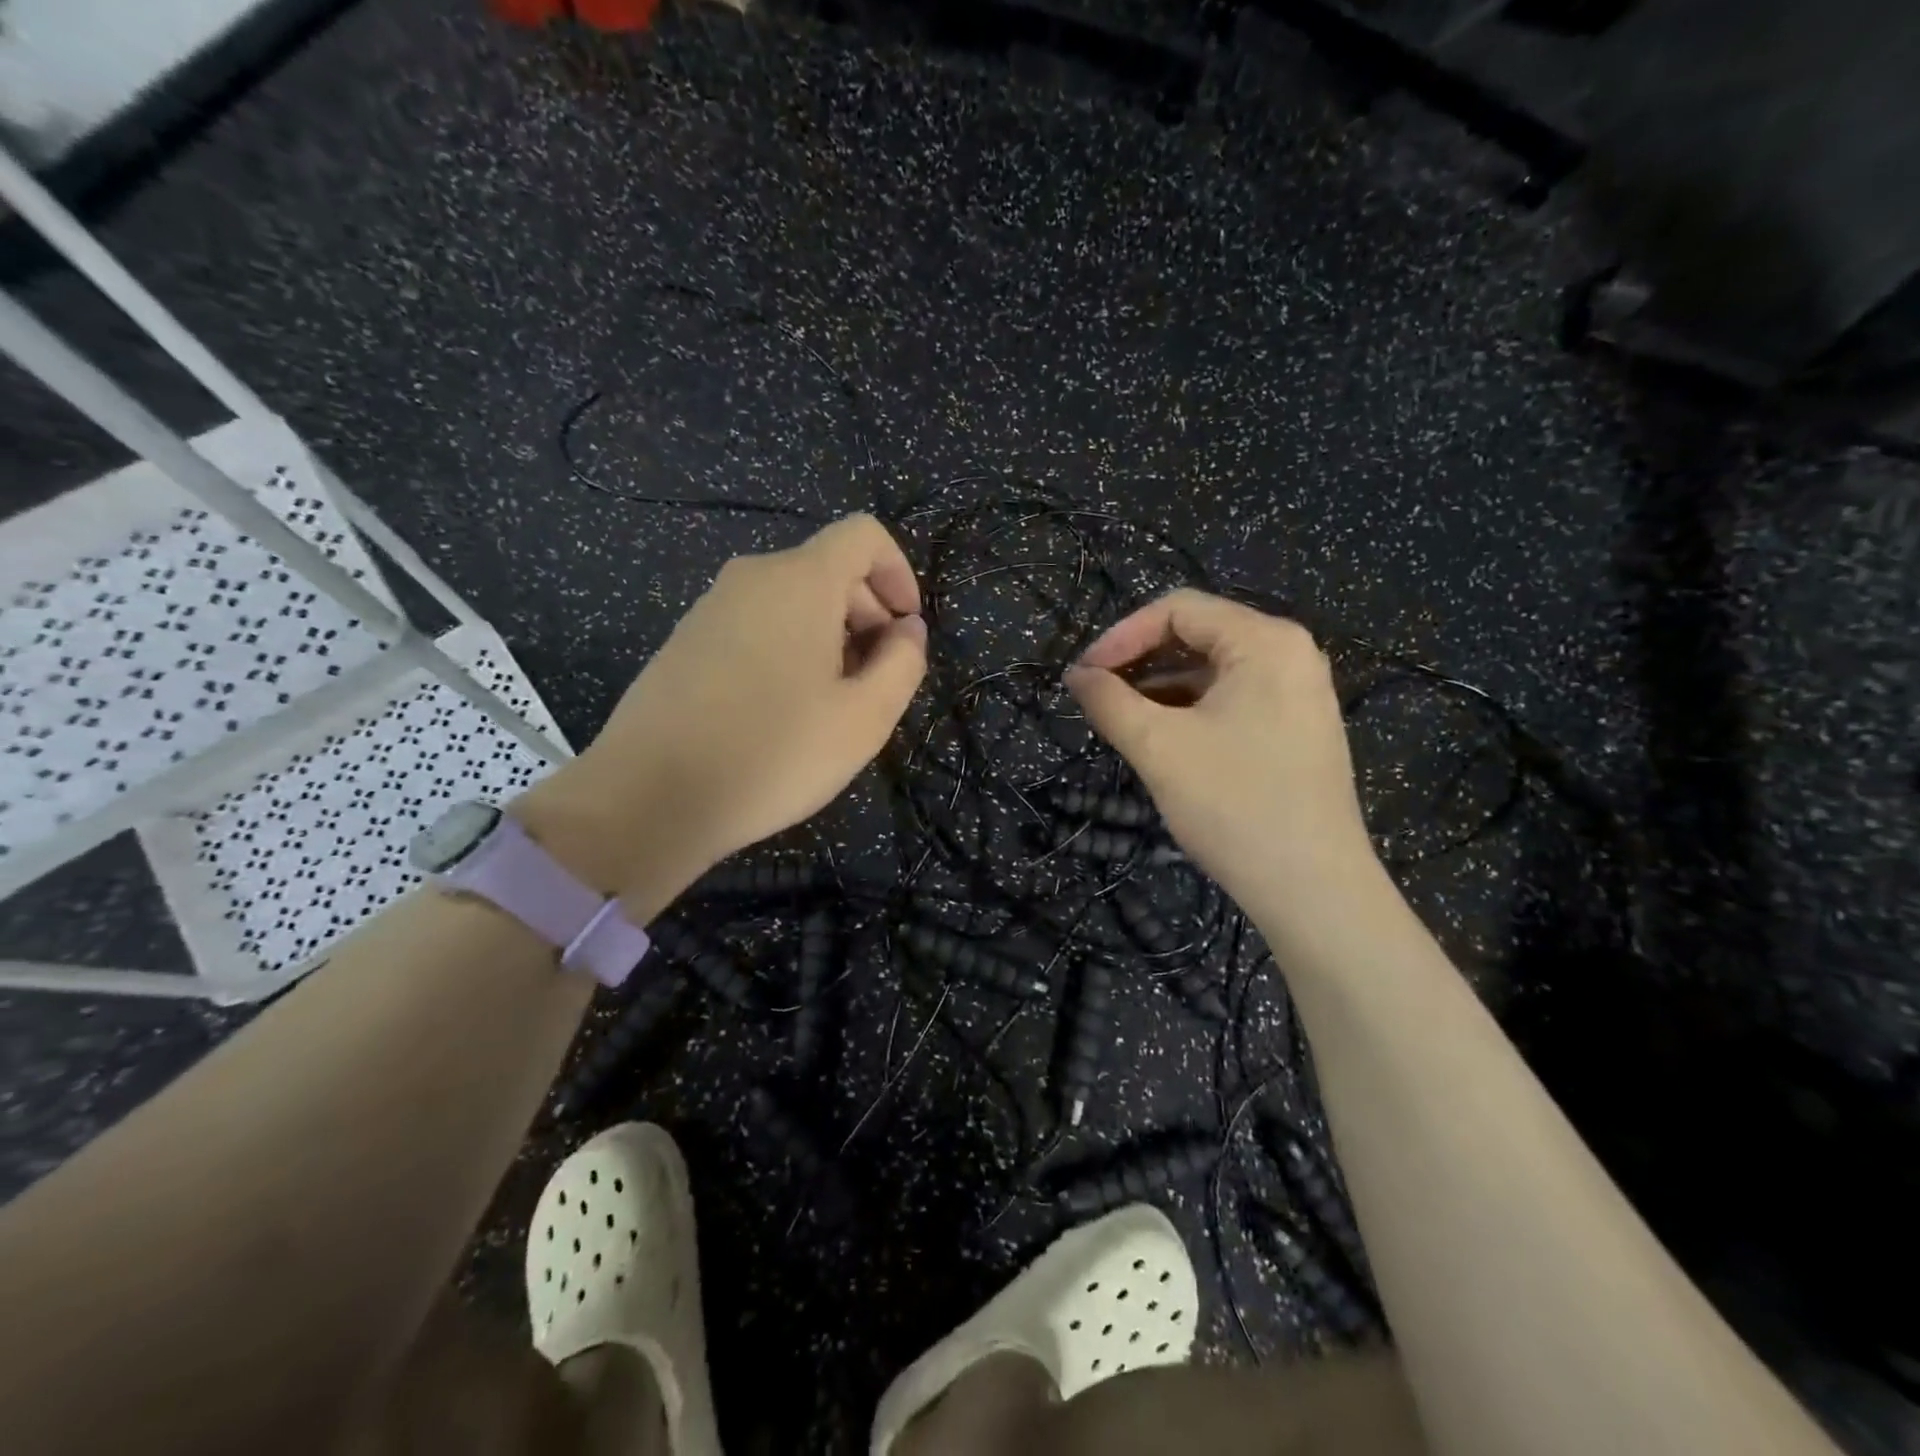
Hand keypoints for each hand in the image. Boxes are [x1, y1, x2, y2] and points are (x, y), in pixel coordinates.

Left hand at [516, 514, 926, 910]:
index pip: (863, 535)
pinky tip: (782, 712)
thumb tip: (906, 630)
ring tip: (831, 705)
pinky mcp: (685, 641)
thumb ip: (904, 663)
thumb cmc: (773, 753)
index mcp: (800, 581)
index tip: (905, 630)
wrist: (648, 798)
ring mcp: (711, 608)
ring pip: (791, 601)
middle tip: (876, 682)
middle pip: (828, 570)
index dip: (899, 573)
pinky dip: (787, 649)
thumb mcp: (864, 718)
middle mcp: (752, 578)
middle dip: (867, 614)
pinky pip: (755, 625)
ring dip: (829, 638)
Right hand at [1063, 589, 1377, 917]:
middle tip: (1097, 696)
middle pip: (1198, 635)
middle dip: (1140, 661)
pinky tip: (1162, 739)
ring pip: (1213, 671)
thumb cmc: (1234, 806)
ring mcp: (1299, 693)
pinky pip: (1232, 699)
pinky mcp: (1297, 728)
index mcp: (1265, 641)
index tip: (1083, 675)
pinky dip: (1190, 710)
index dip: (1121, 636)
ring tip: (1121, 720)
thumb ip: (1109, 701)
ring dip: (1161, 688)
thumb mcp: (1158, 747)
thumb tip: (1076, 675)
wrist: (1313, 890)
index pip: (1178, 609)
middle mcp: (1290, 654)